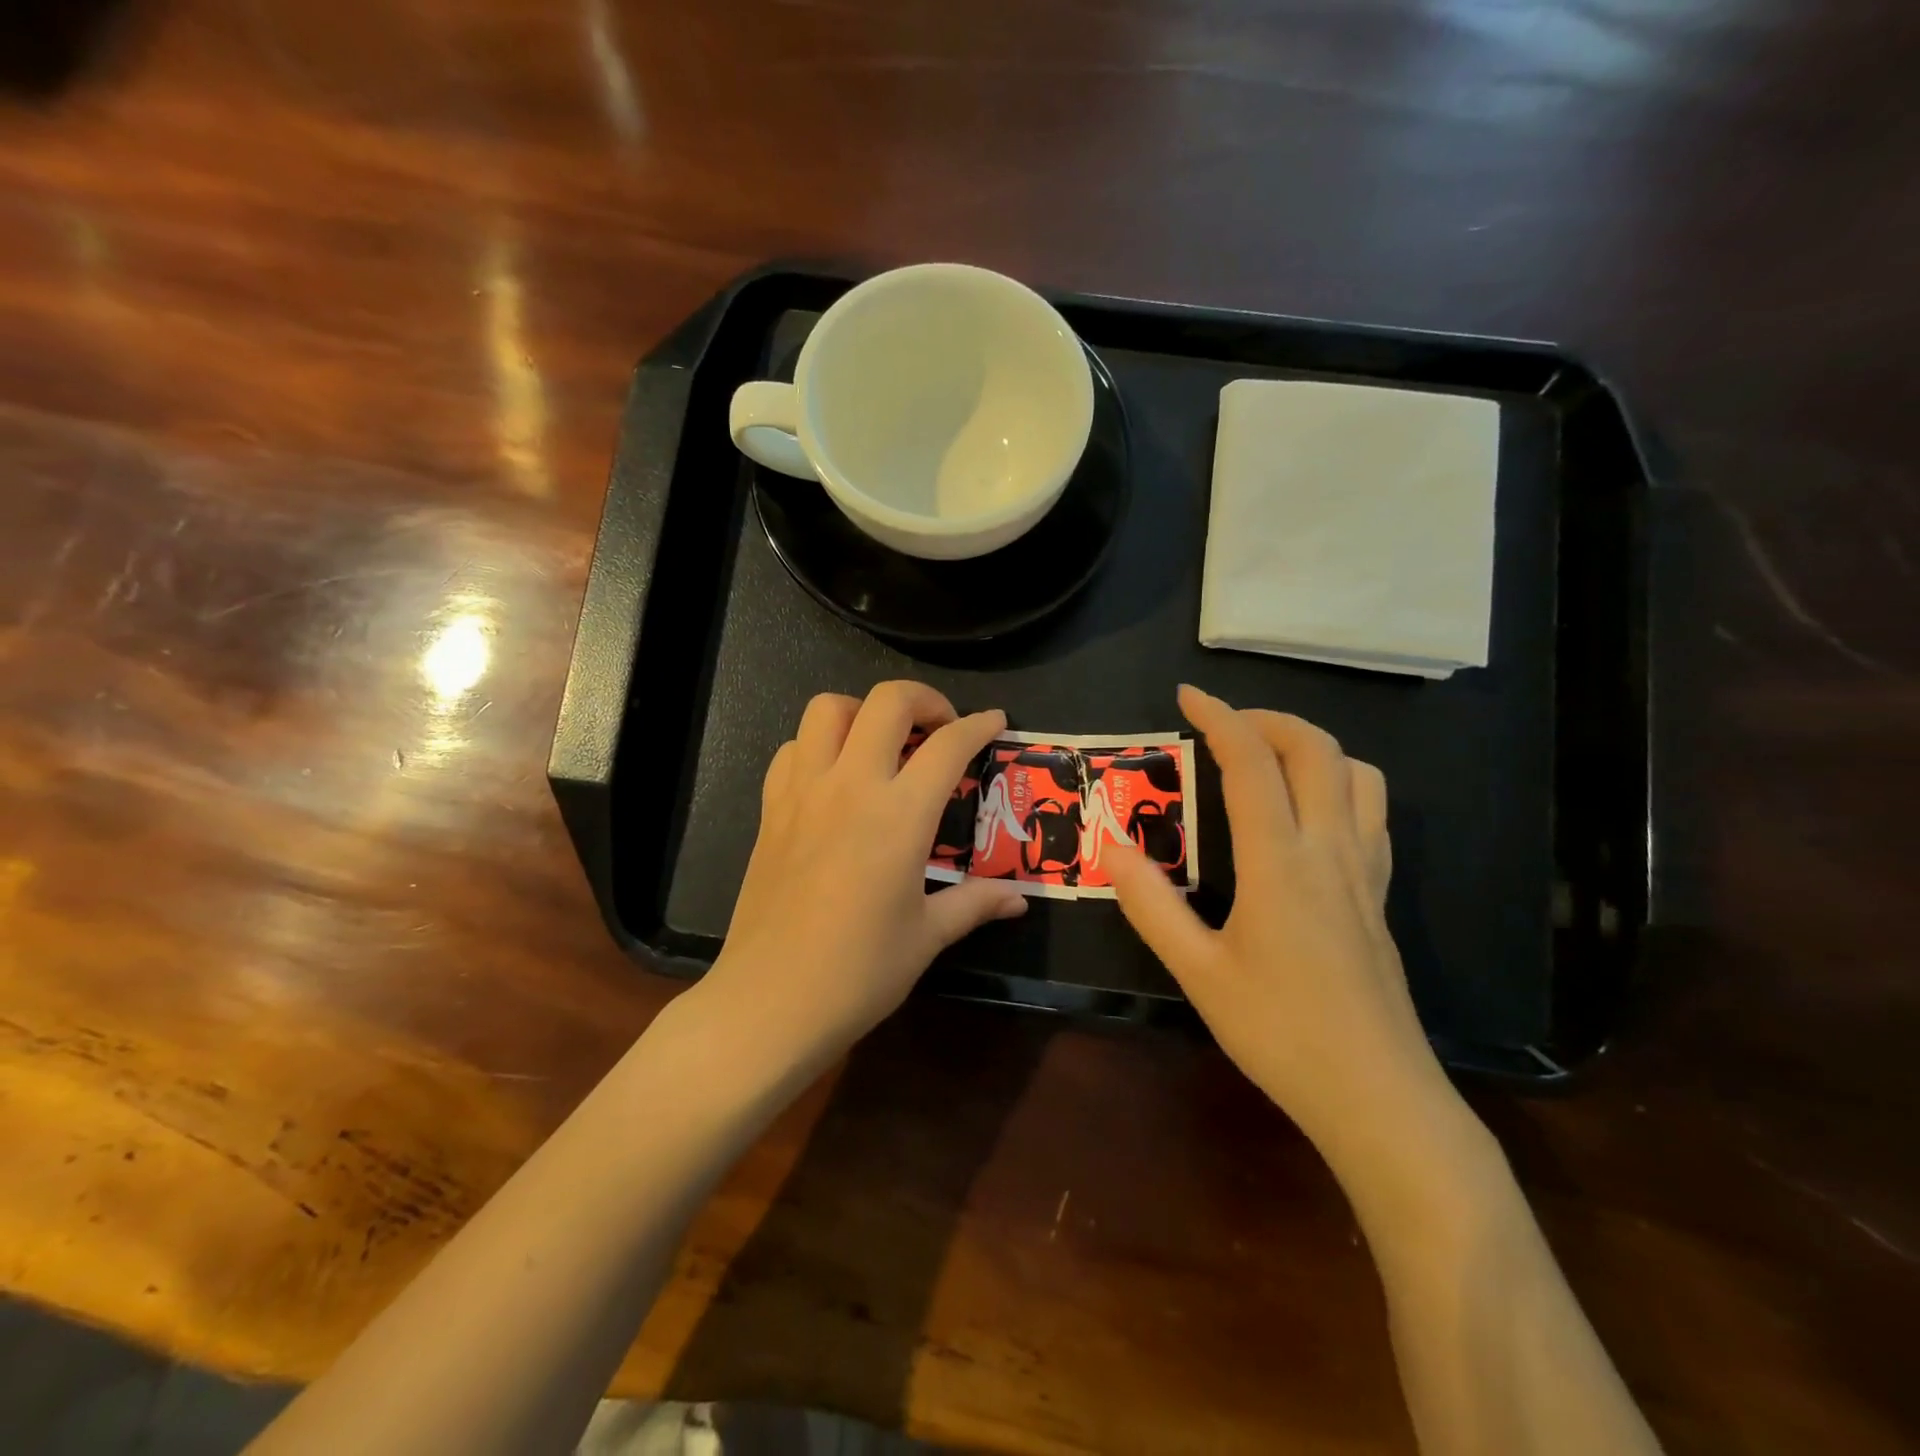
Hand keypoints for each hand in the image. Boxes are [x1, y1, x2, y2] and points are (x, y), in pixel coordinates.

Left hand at [703, 681, 1027, 1060]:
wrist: (769, 1002)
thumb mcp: (926, 937)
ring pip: (828, 708)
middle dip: (923, 699)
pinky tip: (834, 779)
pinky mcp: (771, 809)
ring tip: (882, 744)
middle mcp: (850, 786)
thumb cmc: (858, 973)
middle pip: (886, 702)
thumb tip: (1019, 900)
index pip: (947, 746)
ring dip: (863, 712)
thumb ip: (974, 904)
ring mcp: (803, 792)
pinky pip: (792, 749)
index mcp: (898, 816)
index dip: (979, 725)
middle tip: (940, 728)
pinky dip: (818, 745)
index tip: (995, 722)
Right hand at [1104, 686, 1446, 1149]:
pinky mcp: (1380, 894)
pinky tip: (1308, 809)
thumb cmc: (1279, 1032)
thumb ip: (1151, 904)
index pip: (1252, 763)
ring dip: (1311, 745)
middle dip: (1268, 719)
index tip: (1186, 696)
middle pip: (1316, 749)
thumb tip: (1111, 846)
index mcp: (1280, 862)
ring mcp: (1365, 870)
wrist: (1377, 1096)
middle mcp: (1330, 850)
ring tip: (1267, 755)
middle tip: (1222, 724)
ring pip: (1357, 773)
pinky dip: (1340, 780)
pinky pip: (1372, 811)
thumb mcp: (1197, 972)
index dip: (1219, 718)